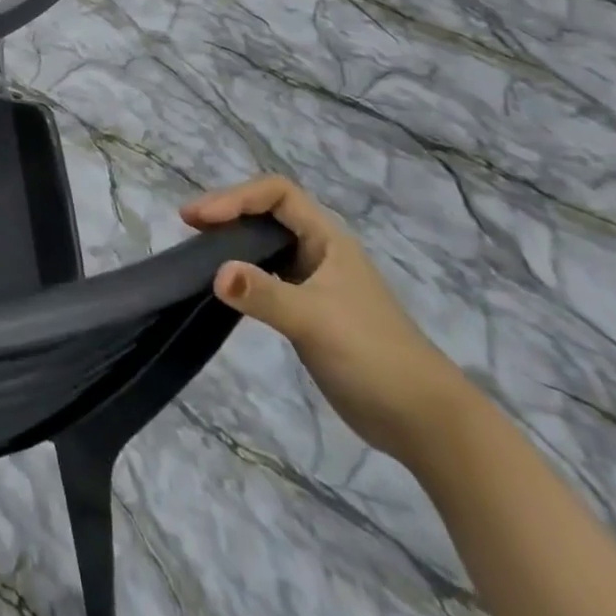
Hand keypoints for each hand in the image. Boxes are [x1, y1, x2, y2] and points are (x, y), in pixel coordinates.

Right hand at [181, 177, 473, 465]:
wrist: (426, 423)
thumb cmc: (374, 356)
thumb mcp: (316, 321)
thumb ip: (266, 295)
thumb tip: (216, 274)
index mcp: (327, 239)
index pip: (276, 193)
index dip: (236, 197)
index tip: (201, 219)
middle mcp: (319, 252)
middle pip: (266, 213)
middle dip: (227, 213)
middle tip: (189, 227)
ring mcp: (314, 282)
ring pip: (265, 244)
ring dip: (231, 241)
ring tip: (197, 251)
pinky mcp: (308, 311)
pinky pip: (266, 276)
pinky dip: (240, 272)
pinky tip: (223, 287)